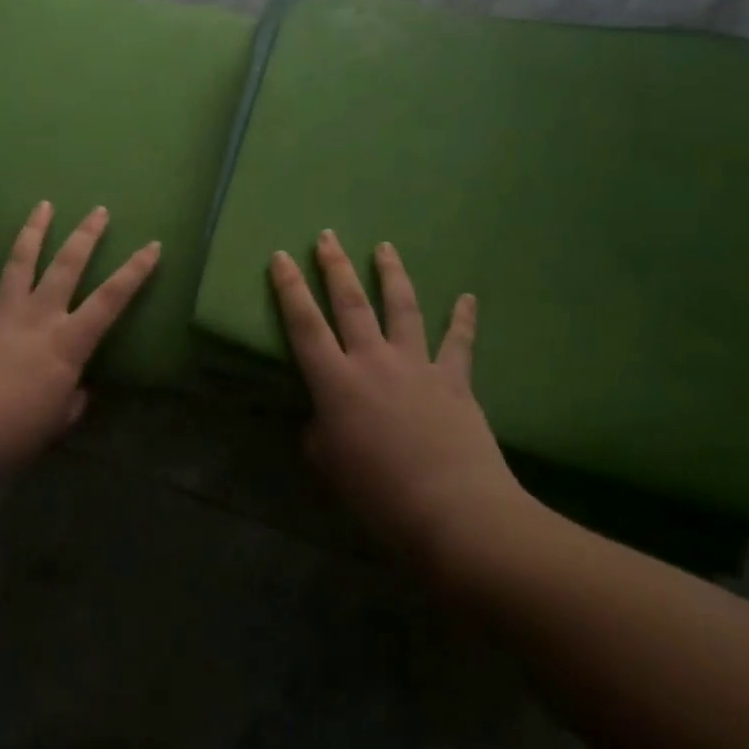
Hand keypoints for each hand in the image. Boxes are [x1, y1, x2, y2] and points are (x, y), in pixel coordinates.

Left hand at [0, 201, 160, 471]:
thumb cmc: (10, 435)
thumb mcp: (54, 425)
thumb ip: (70, 404)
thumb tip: (78, 393)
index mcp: (67, 344)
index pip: (110, 300)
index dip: (134, 272)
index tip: (152, 245)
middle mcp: (38, 317)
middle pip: (66, 267)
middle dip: (86, 236)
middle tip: (99, 210)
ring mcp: (1, 313)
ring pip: (21, 262)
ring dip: (34, 231)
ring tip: (44, 205)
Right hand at [270, 231, 538, 564]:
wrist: (454, 513)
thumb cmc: (379, 496)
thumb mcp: (330, 467)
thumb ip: (321, 434)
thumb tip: (325, 420)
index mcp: (336, 382)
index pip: (304, 324)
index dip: (289, 288)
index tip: (280, 256)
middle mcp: (373, 361)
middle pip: (351, 303)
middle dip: (335, 266)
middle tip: (327, 235)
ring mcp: (417, 365)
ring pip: (402, 307)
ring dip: (392, 274)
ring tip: (385, 246)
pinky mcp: (454, 380)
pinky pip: (459, 342)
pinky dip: (463, 318)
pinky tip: (468, 297)